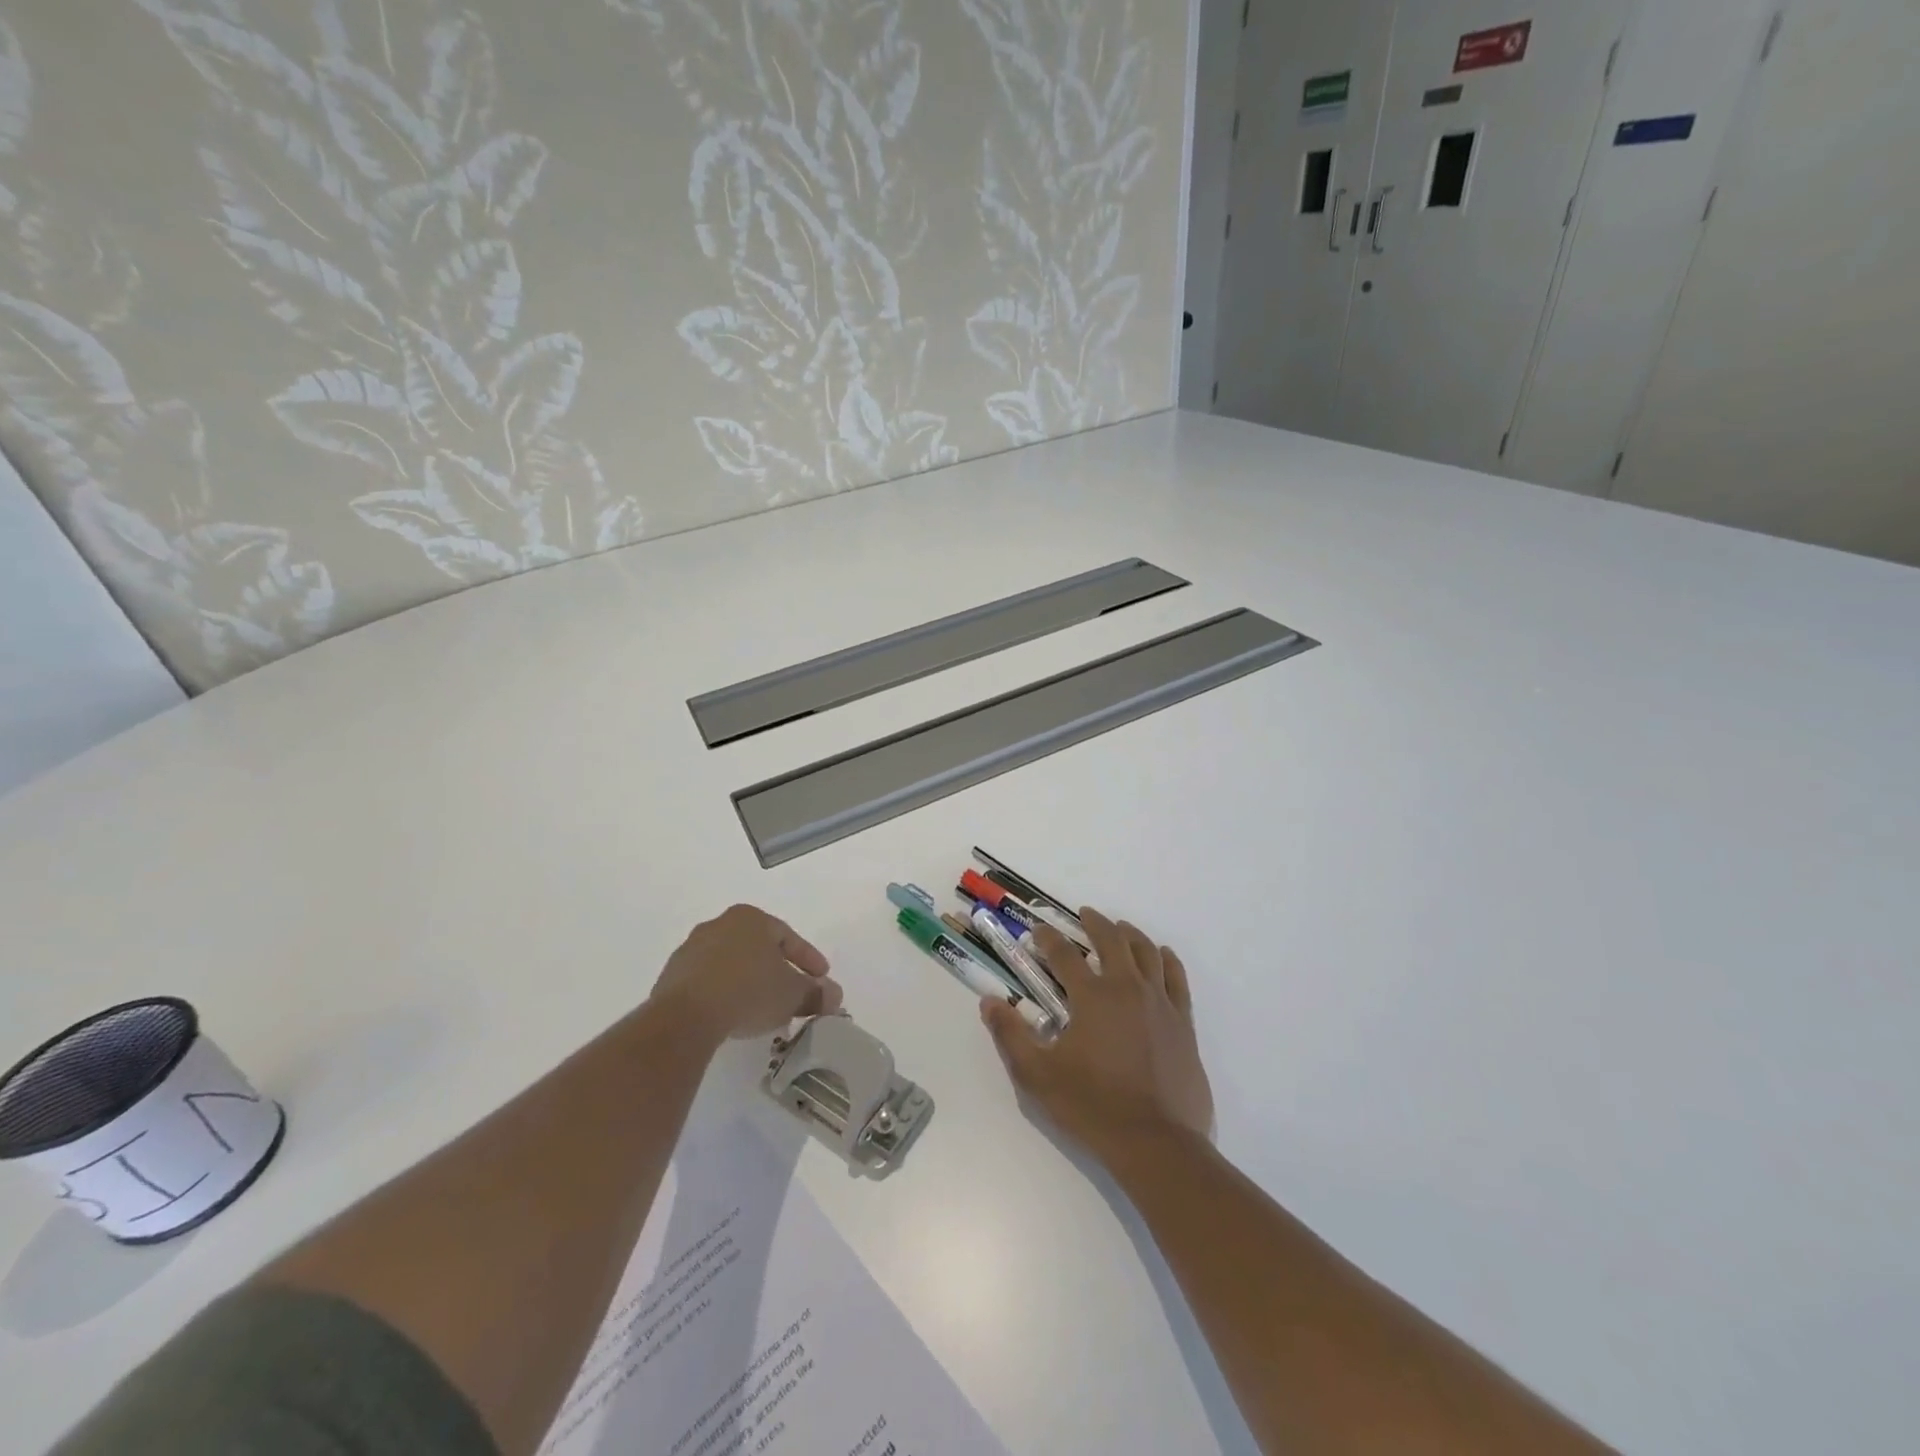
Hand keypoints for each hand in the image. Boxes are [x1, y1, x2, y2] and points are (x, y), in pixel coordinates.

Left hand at [651, 905, 841, 1041]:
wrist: (686, 1016)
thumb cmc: (749, 991)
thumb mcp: (793, 994)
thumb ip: (817, 993)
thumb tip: (834, 996)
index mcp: (751, 918)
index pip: (788, 937)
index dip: (809, 959)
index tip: (821, 979)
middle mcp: (720, 924)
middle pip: (758, 948)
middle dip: (777, 970)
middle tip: (792, 992)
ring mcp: (691, 949)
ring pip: (731, 964)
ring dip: (749, 982)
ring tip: (762, 1008)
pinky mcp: (671, 976)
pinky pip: (708, 982)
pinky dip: (724, 994)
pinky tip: (732, 1015)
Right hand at [981, 907, 1212, 1164]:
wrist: (1158, 1143)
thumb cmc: (1093, 1107)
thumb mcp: (1038, 1076)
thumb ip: (1011, 1035)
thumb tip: (990, 1002)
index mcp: (1092, 997)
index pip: (1064, 954)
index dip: (1047, 938)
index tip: (1036, 932)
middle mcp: (1127, 988)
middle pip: (1111, 940)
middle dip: (1094, 923)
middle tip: (1084, 915)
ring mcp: (1160, 1003)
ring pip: (1146, 952)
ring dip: (1130, 934)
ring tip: (1120, 928)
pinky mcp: (1184, 1022)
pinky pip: (1177, 978)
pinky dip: (1168, 960)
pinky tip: (1162, 954)